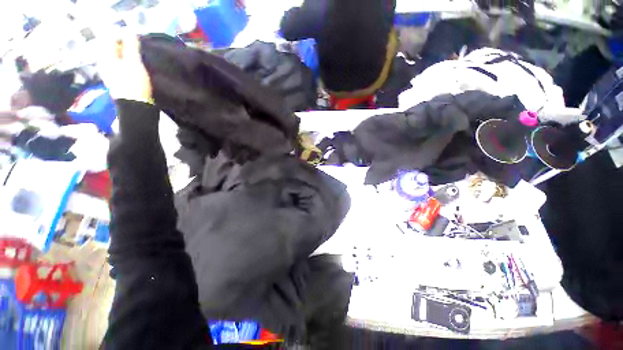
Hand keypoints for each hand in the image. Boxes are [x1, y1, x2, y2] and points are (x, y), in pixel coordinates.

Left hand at [98, 34, 151, 102]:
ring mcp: (110, 73)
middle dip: (124, 45)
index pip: (110, 38)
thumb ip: (131, 46)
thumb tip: (130, 32)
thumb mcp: (134, 62)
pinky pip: (120, 66)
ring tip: (138, 58)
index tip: (135, 41)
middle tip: (137, 49)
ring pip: (117, 57)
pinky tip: (135, 68)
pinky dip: (127, 63)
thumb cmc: (134, 84)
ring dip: (127, 55)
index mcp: (106, 56)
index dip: (122, 36)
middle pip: (112, 48)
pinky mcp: (118, 81)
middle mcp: (105, 63)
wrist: (135, 107)